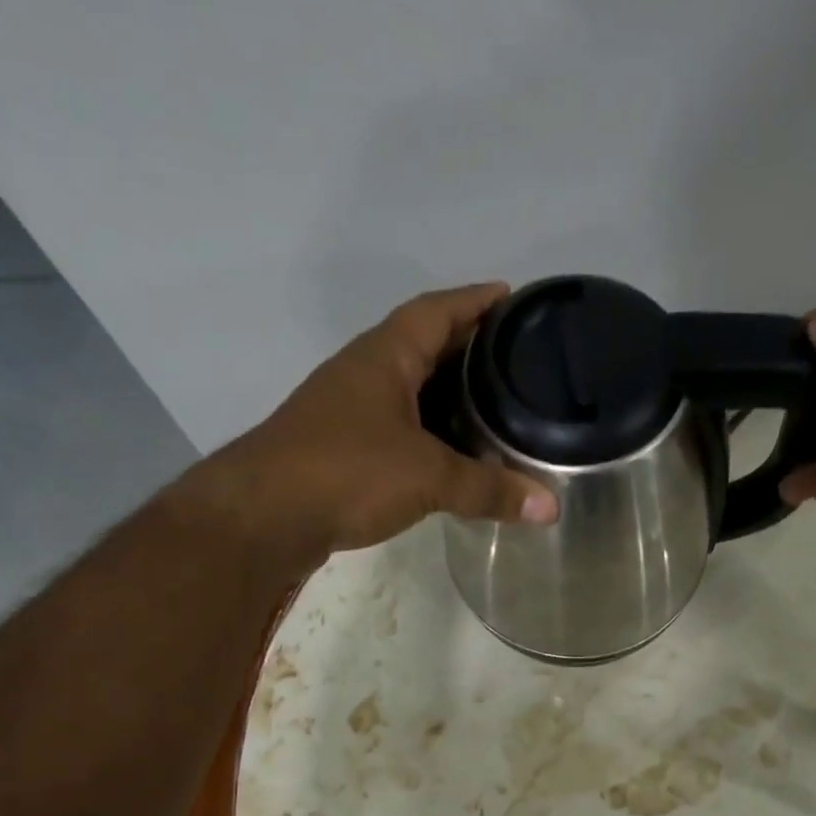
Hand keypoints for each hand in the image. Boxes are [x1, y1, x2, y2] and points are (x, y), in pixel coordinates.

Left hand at [225, 282, 557, 558]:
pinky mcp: (341, 449)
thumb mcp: (427, 477)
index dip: (476, 301)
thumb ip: (489, 490)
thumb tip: (552, 508)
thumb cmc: (346, 472)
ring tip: (493, 408)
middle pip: (424, 346)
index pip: (437, 310)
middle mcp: (364, 373)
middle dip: (468, 349)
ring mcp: (348, 411)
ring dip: (446, 395)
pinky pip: (397, 428)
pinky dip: (428, 434)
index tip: (514, 299)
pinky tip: (450, 455)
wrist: (263, 516)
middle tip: (516, 361)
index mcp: (385, 356)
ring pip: (409, 390)